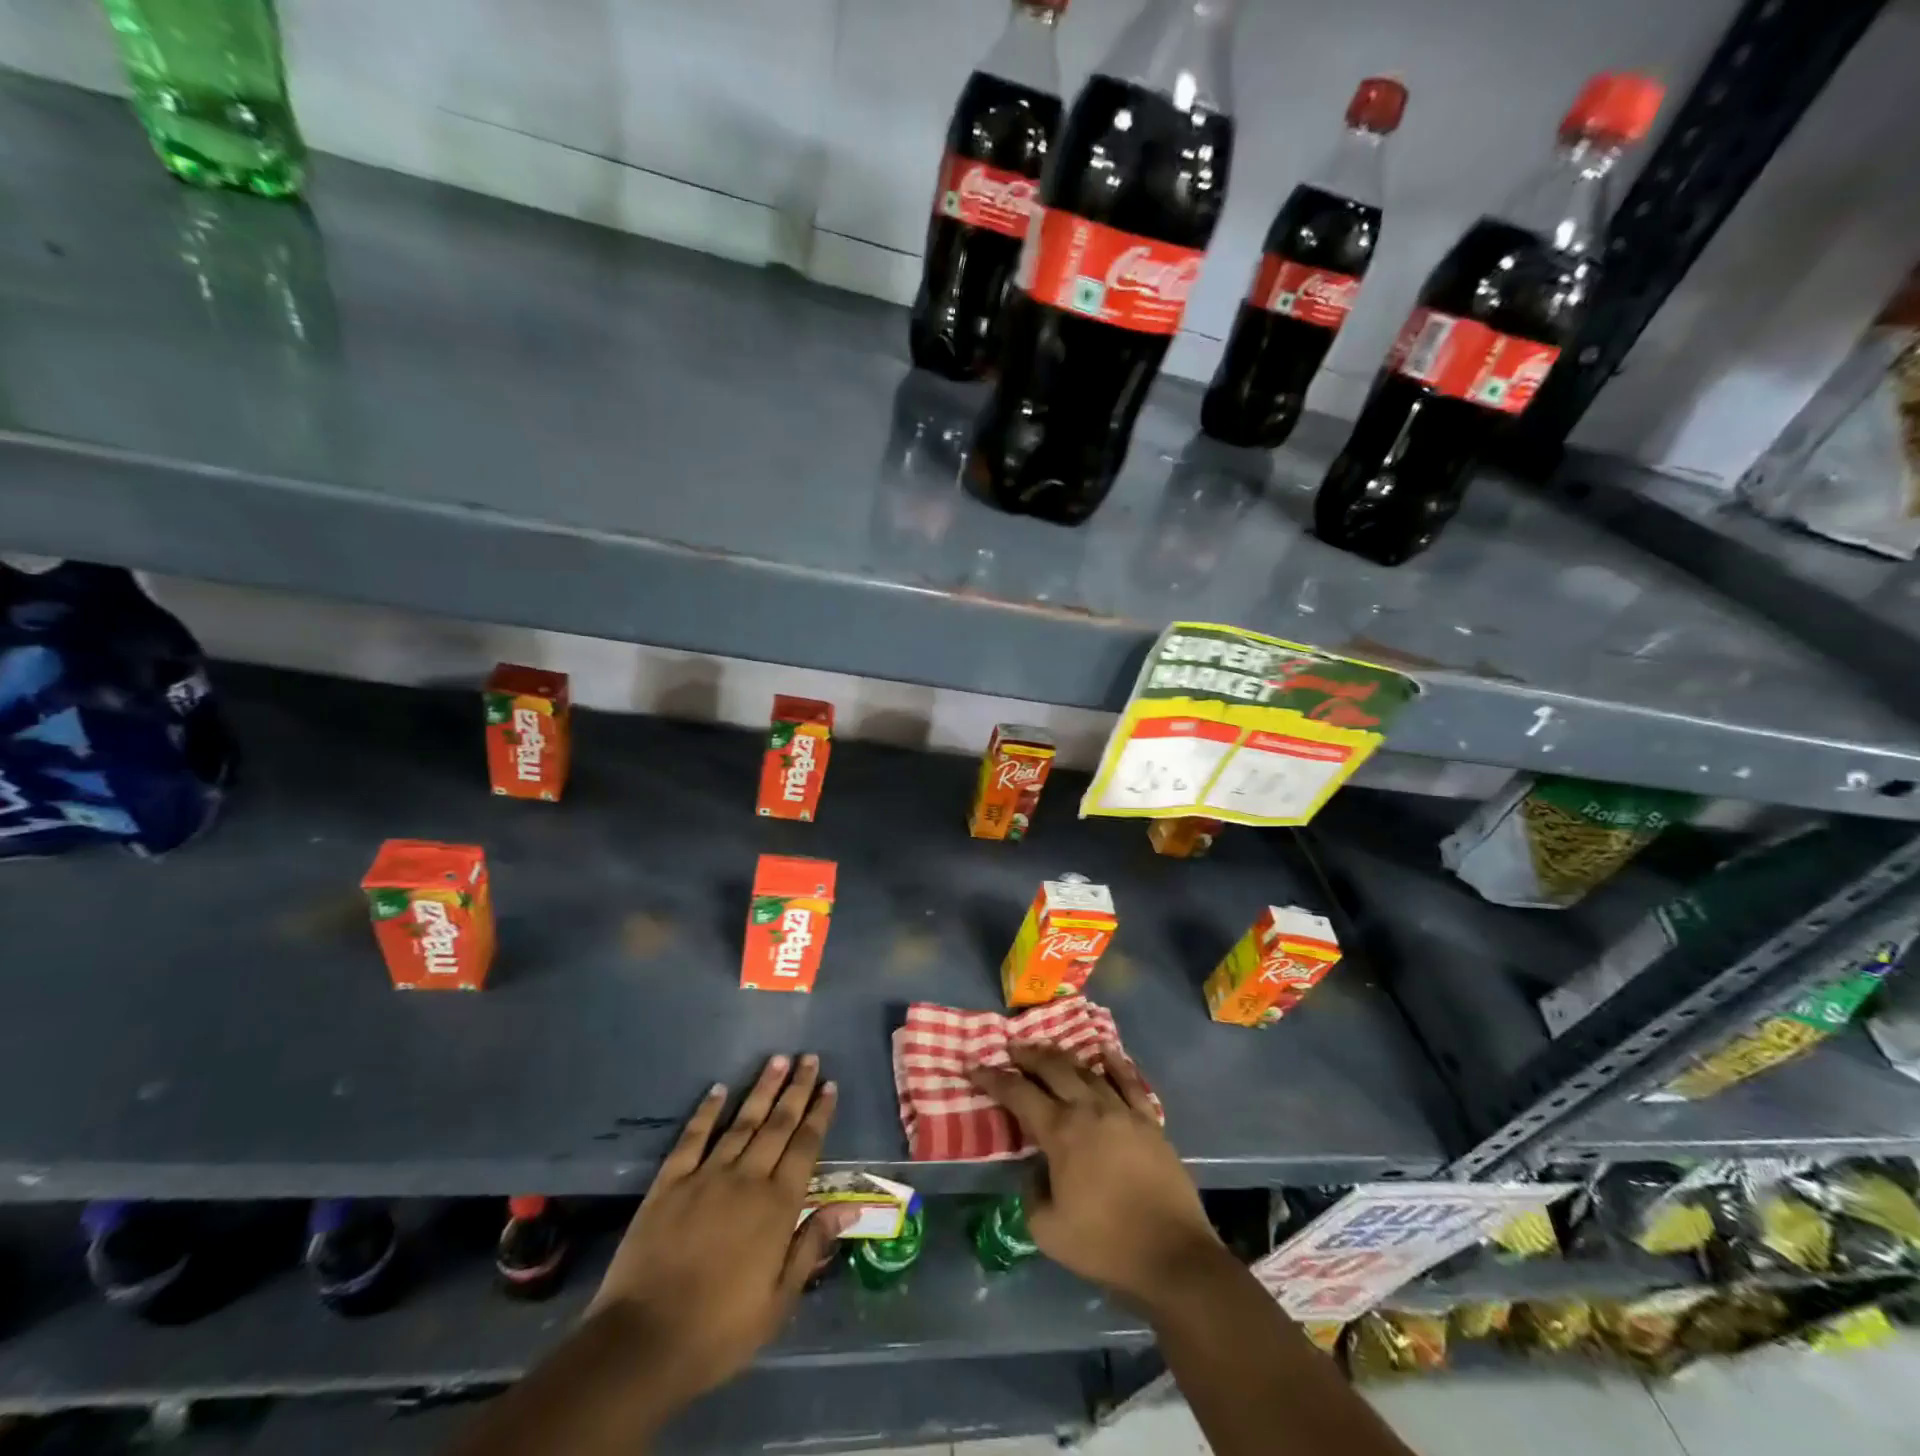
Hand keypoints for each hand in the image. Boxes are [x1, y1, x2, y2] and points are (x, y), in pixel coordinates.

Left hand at [587, 1055, 844, 1407]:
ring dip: (761, 1089)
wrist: (642, 1343)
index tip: (829, 1085)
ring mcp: (706, 1176)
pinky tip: (718, 1089)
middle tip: (809, 1058)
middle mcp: (747, 1179)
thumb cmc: (719, 1330)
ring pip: (741, 1122)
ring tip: (777, 1059)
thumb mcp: (778, 1301)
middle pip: (777, 1124)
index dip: (819, 1114)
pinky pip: (693, 1137)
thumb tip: (849, 1207)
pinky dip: (707, 1111)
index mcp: (777, 1206)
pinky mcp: (669, 1183)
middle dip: (796, 1089)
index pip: (805, 1147)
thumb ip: (811, 1245)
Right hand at [969, 1042, 1223, 1310]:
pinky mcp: (1149, 1121)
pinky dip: (1115, 1063)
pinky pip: (1129, 1082)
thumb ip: (1032, 1195)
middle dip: (1028, 1055)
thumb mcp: (1048, 1231)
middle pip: (1053, 1068)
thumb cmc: (1105, 1245)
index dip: (994, 1079)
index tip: (976, 1067)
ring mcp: (1122, 1111)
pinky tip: (1106, 1052)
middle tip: (1012, 1047)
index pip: (1019, 1094)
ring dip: (1064, 1057)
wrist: (1172, 1254)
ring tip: (1049, 1051)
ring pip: (1088, 1070)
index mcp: (1061, 1132)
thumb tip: (1036, 1172)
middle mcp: (1089, 1110)